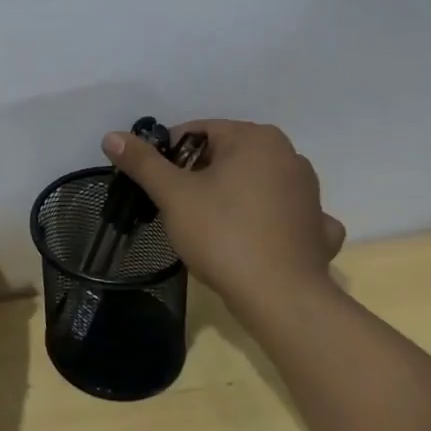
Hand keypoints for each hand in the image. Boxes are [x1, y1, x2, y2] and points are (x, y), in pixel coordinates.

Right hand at [102, 120, 345, 318]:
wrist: (281, 299)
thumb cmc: (223, 234)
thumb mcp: (172, 195)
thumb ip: (143, 162)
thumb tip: (112, 136)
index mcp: (255, 138)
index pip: (198, 131)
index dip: (169, 155)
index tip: (155, 183)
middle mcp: (289, 155)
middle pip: (226, 155)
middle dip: (199, 175)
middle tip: (176, 206)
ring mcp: (309, 192)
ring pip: (254, 183)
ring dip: (231, 195)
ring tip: (208, 226)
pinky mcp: (318, 227)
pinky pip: (283, 213)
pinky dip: (266, 221)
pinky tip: (254, 240)